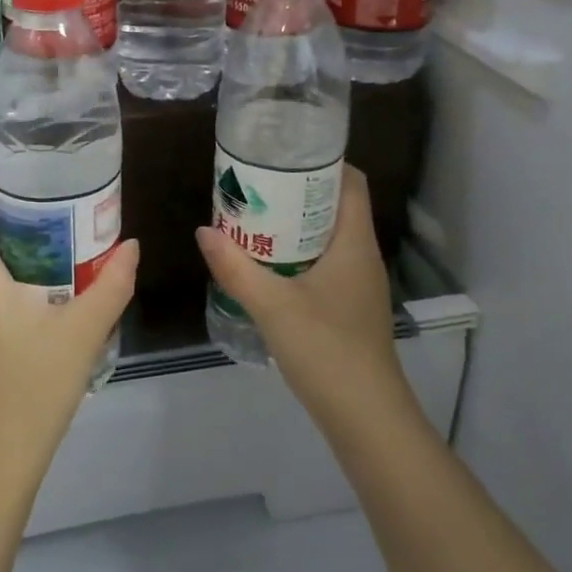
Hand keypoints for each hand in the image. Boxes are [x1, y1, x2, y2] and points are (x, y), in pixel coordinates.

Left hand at [0, 181, 138, 498]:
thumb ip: (111, 284)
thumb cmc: (33, 386)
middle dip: (16, 219)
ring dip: (17, 253)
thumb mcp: (83, 331)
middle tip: (61, 211)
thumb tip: (131, 246)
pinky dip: (10, 282)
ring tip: (63, 249)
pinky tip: (48, 297)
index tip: (25, 177)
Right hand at [195, 166, 416, 428]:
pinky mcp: (351, 309)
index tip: (284, 153)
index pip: (352, 182)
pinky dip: (299, 254)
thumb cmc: (327, 349)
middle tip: (257, 183)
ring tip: (255, 217)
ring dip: (297, 224)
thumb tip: (204, 230)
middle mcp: (362, 256)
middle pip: (336, 206)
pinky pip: (326, 263)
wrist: (367, 419)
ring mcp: (359, 285)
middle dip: (299, 190)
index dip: (324, 161)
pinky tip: (269, 265)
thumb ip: (235, 267)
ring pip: (329, 237)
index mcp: (354, 243)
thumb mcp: (272, 305)